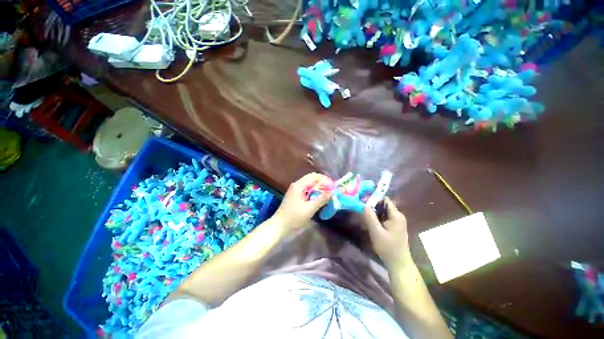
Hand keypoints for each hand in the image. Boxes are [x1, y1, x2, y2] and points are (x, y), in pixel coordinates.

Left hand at [272, 173, 332, 234]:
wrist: (279, 227)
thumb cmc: (293, 218)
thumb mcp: (309, 209)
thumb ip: (321, 199)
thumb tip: (332, 192)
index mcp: (299, 185)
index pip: (315, 176)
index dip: (326, 180)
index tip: (334, 188)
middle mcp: (297, 185)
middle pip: (313, 179)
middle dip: (323, 183)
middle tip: (332, 191)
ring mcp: (296, 190)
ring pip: (311, 185)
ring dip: (320, 188)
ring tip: (328, 195)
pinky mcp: (296, 196)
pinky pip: (308, 191)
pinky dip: (315, 193)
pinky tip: (320, 199)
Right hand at [362, 197, 412, 267]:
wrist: (398, 264)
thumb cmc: (388, 248)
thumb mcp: (377, 233)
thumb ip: (370, 218)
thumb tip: (364, 204)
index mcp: (396, 215)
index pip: (385, 200)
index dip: (374, 197)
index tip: (362, 198)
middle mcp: (397, 216)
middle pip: (383, 205)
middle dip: (372, 205)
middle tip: (360, 206)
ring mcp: (396, 221)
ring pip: (382, 211)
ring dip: (373, 212)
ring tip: (362, 213)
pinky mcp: (393, 227)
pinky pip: (383, 218)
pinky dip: (376, 218)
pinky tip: (368, 222)